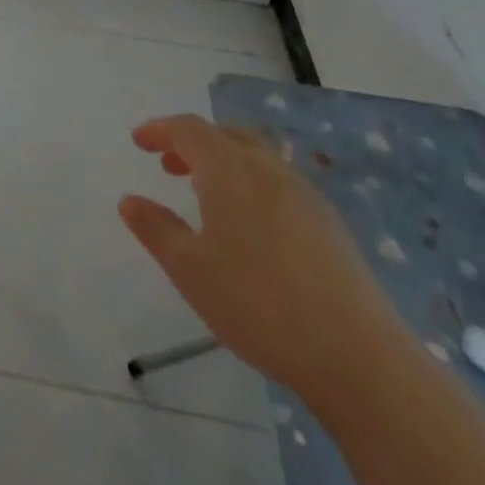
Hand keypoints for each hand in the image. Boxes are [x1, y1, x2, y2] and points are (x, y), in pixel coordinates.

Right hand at [119, 114, 408, 400]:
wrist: (355, 354)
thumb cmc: (256, 303)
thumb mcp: (190, 270)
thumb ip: (156, 229)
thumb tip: (129, 200)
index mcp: (229, 168)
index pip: (188, 129)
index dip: (160, 130)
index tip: (138, 140)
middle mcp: (266, 167)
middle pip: (225, 135)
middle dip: (193, 143)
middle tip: (169, 165)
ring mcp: (303, 193)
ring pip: (256, 156)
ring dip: (224, 163)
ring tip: (207, 195)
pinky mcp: (328, 222)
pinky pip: (279, 182)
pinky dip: (252, 184)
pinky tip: (252, 227)